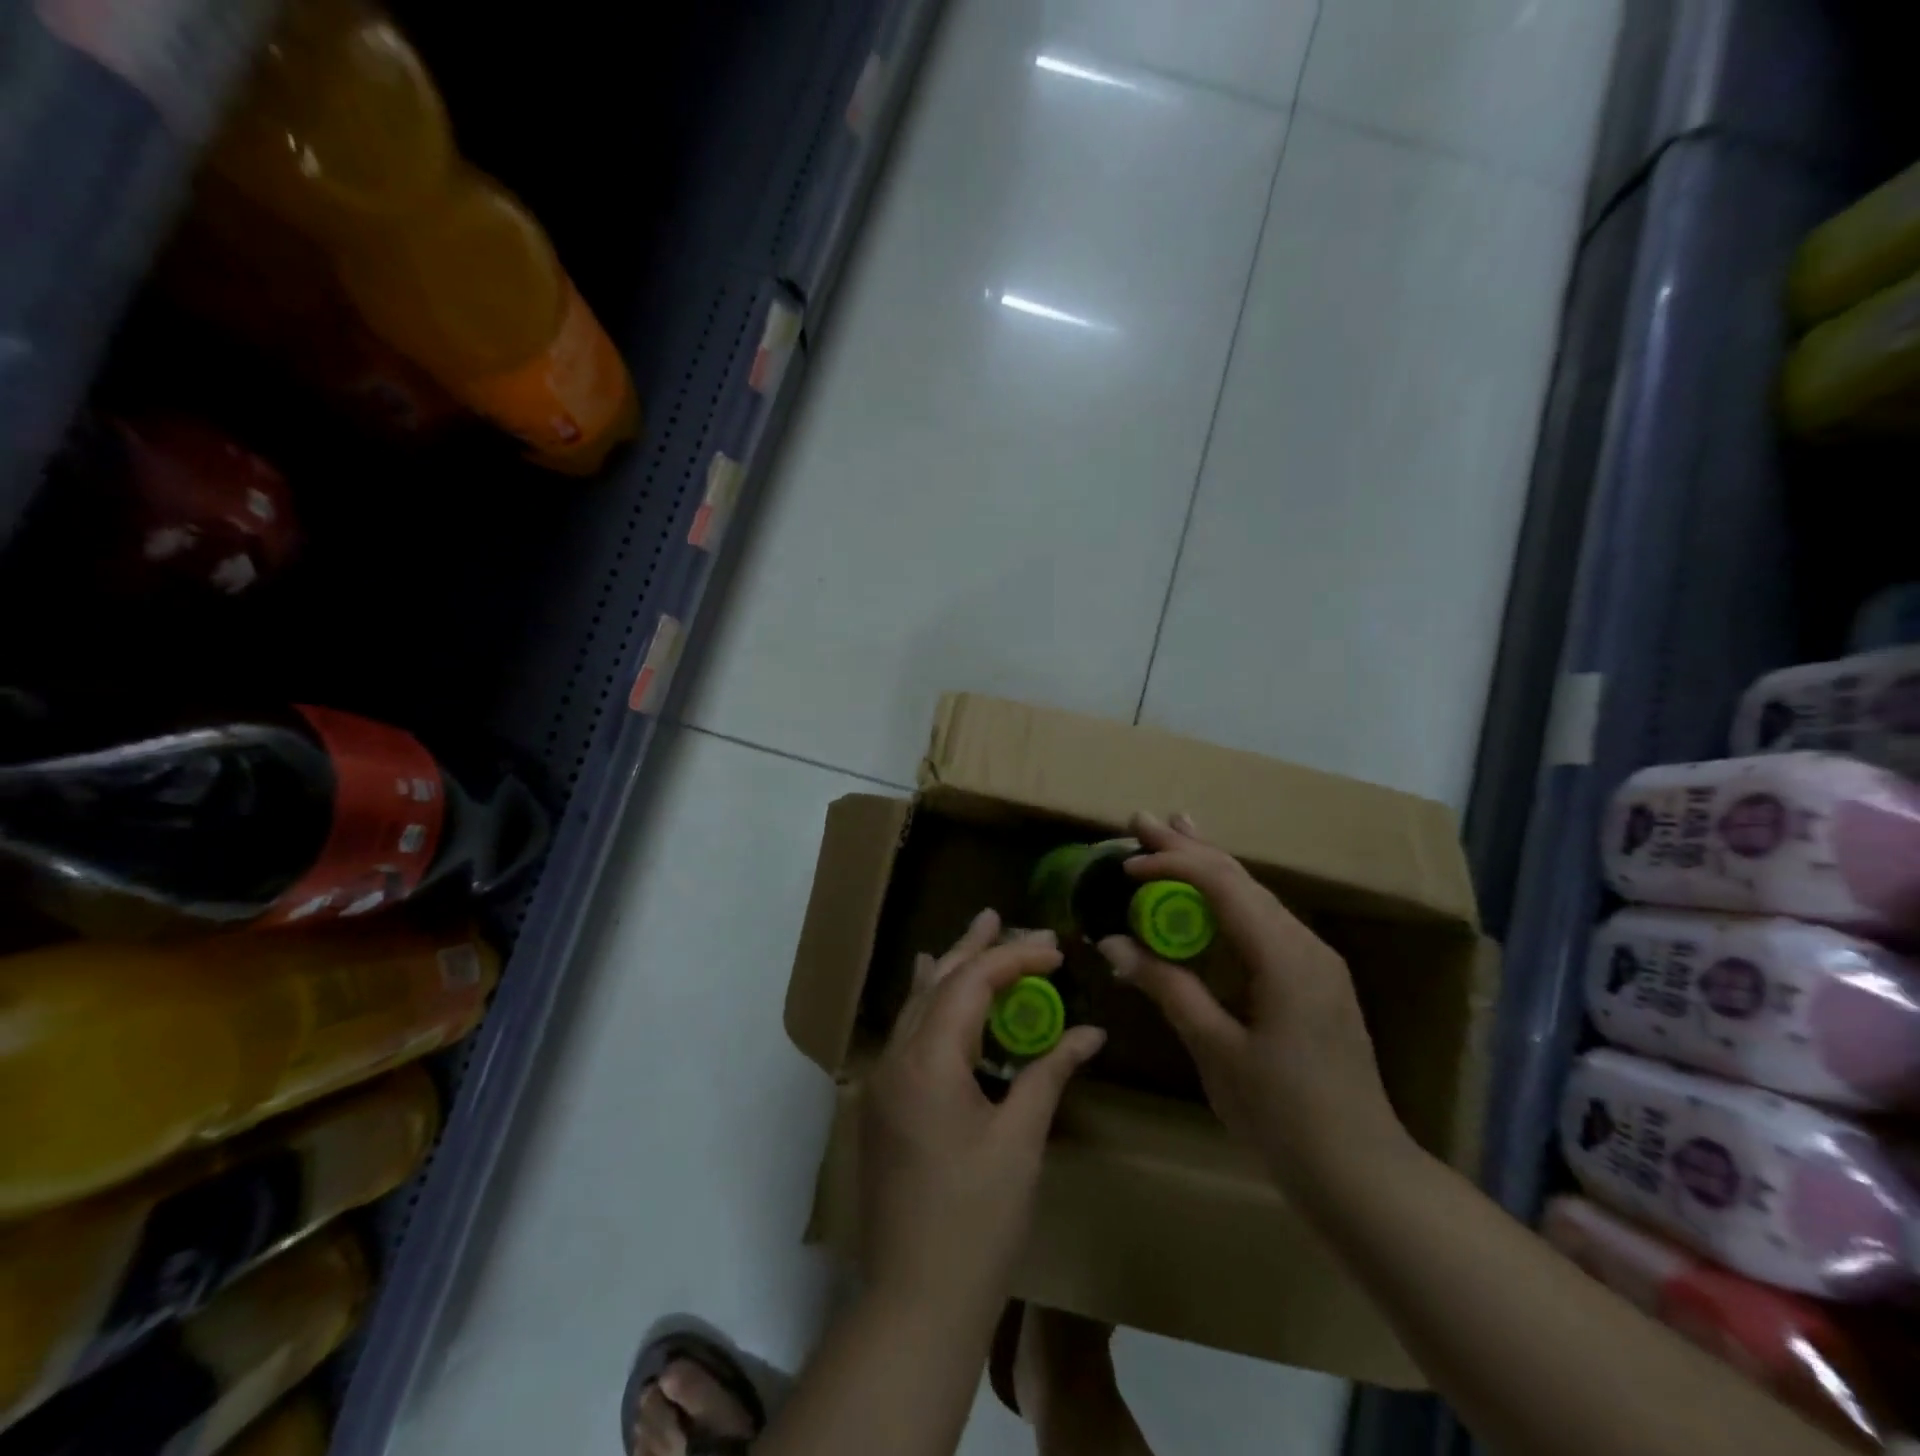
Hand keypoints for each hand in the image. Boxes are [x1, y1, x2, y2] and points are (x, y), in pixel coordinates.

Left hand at [860, 909, 1106, 1316]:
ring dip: (949, 971)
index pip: (971, 984)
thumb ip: (1049, 1073)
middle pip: (935, 983)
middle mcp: (895, 1058)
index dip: (1014, 960)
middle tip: (1000, 916)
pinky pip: (907, 1034)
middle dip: (972, 948)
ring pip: (917, 1005)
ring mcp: (882, 1082)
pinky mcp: (882, 1104)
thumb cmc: (977, 1220)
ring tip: (974, 938)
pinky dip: (930, 1005)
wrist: (915, 1300)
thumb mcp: (1021, 1140)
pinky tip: (936, 994)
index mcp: (927, 1060)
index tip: (1055, 950)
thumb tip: (1089, 1033)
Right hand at [1097, 813, 1407, 1188]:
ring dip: (1210, 867)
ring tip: (1176, 833)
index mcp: (1284, 955)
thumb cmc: (1283, 1115)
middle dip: (1189, 848)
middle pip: (1240, 879)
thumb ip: (1167, 987)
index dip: (1172, 864)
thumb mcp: (1216, 1050)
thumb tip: (1112, 942)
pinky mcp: (1312, 980)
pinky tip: (1210, 894)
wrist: (1362, 1173)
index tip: (1126, 862)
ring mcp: (1314, 961)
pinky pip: (1263, 922)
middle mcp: (1304, 944)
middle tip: (1143, 820)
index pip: (1222, 885)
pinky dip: (1227, 900)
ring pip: (1254, 897)